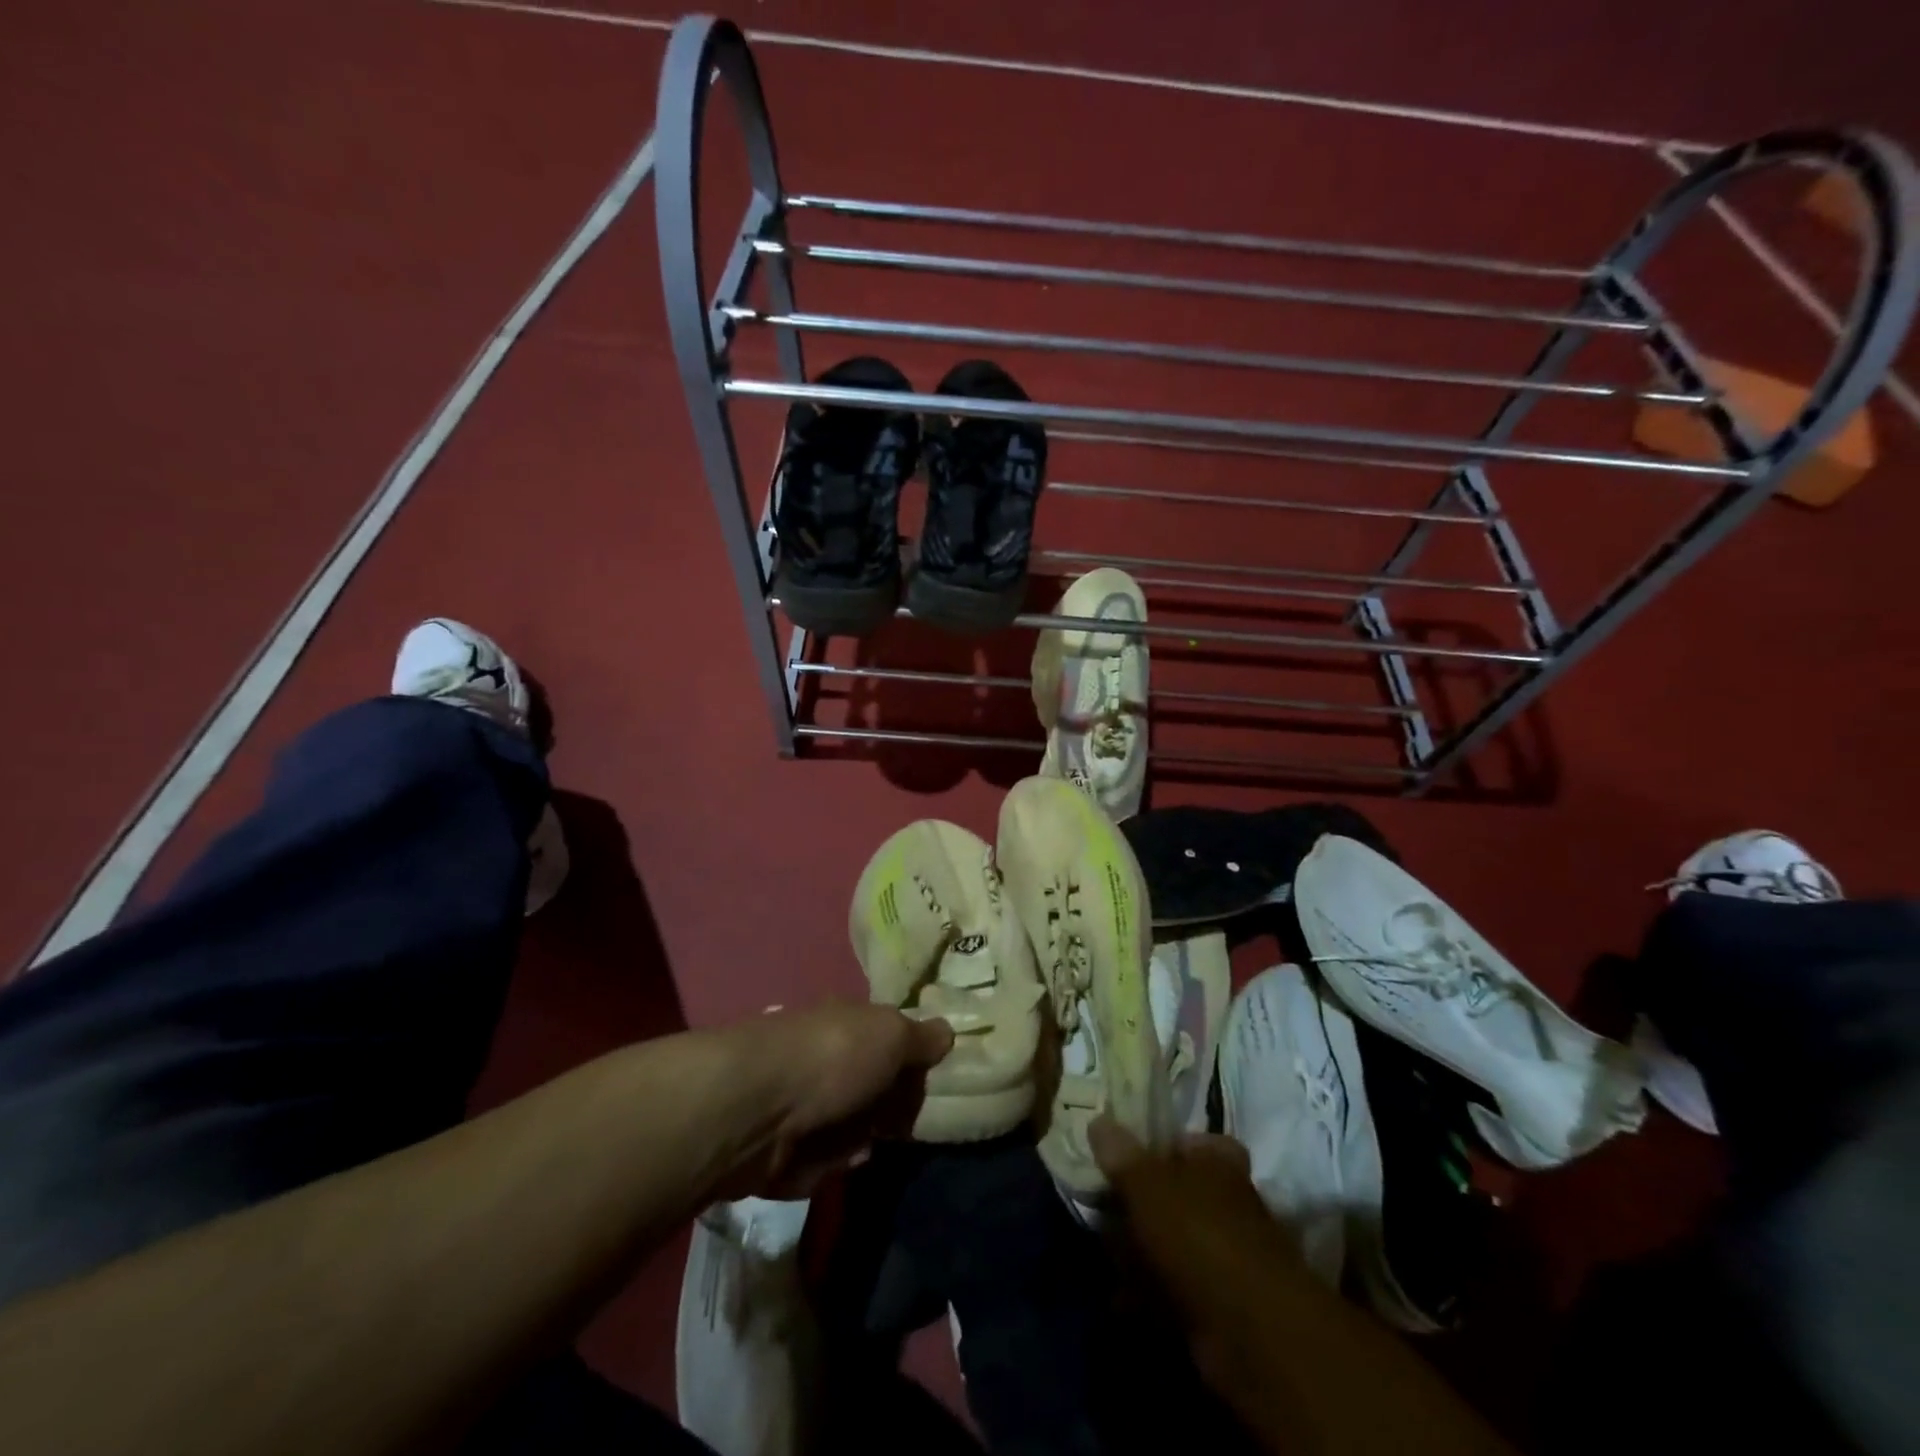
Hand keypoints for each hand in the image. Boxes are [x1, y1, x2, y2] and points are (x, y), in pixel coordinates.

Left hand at [727, 1003, 953, 1197]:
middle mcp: (820, 1057)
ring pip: (844, 1129)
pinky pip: (816, 1161)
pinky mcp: (775, 1147)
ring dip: (855, 1141)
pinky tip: (826, 1161)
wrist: (756, 1108)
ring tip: (858, 1145)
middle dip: (884, 1110)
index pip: (886, 1041)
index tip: (928, 1086)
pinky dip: (824, 1164)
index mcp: (846, 1023)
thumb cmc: (833, 1059)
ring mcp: (795, 1102)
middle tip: (899, 1125)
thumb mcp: (892, 1036)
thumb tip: (947, 1031)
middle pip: (866, 1088)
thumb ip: (921, 1037)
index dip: (909, 1063)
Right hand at [1089, 1118, 1303, 1356]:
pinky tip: (1120, 1297)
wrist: (1248, 1330)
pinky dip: (1149, 1290)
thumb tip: (1097, 1121)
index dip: (1162, 1147)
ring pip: (1173, 1240)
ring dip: (1140, 1250)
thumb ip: (1121, 1154)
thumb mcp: (1147, 1183)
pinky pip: (1175, 1285)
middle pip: (1178, 1193)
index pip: (1193, 1142)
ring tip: (1105, 1254)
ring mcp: (1226, 1255)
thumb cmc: (1197, 1233)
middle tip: (1104, 1208)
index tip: (1127, 1157)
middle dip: (1140, 1203)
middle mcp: (1229, 1202)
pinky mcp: (1219, 1302)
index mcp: (1219, 1162)